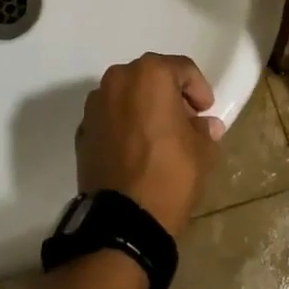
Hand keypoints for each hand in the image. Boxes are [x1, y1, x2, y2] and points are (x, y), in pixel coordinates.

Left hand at [77, 53, 225, 237]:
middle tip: (186, 121)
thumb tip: (205, 126)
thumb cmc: (169, 174)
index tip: (206, 112)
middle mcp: (118, 79)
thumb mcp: (201, 152)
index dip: (199, 89)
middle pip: (151, 76)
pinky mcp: (83, 129)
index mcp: (150, 74)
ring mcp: (95, 104)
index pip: (182, 69)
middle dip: (170, 95)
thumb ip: (204, 130)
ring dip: (144, 107)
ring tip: (159, 135)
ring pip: (127, 95)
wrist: (123, 220)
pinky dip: (124, 124)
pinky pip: (110, 117)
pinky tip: (136, 149)